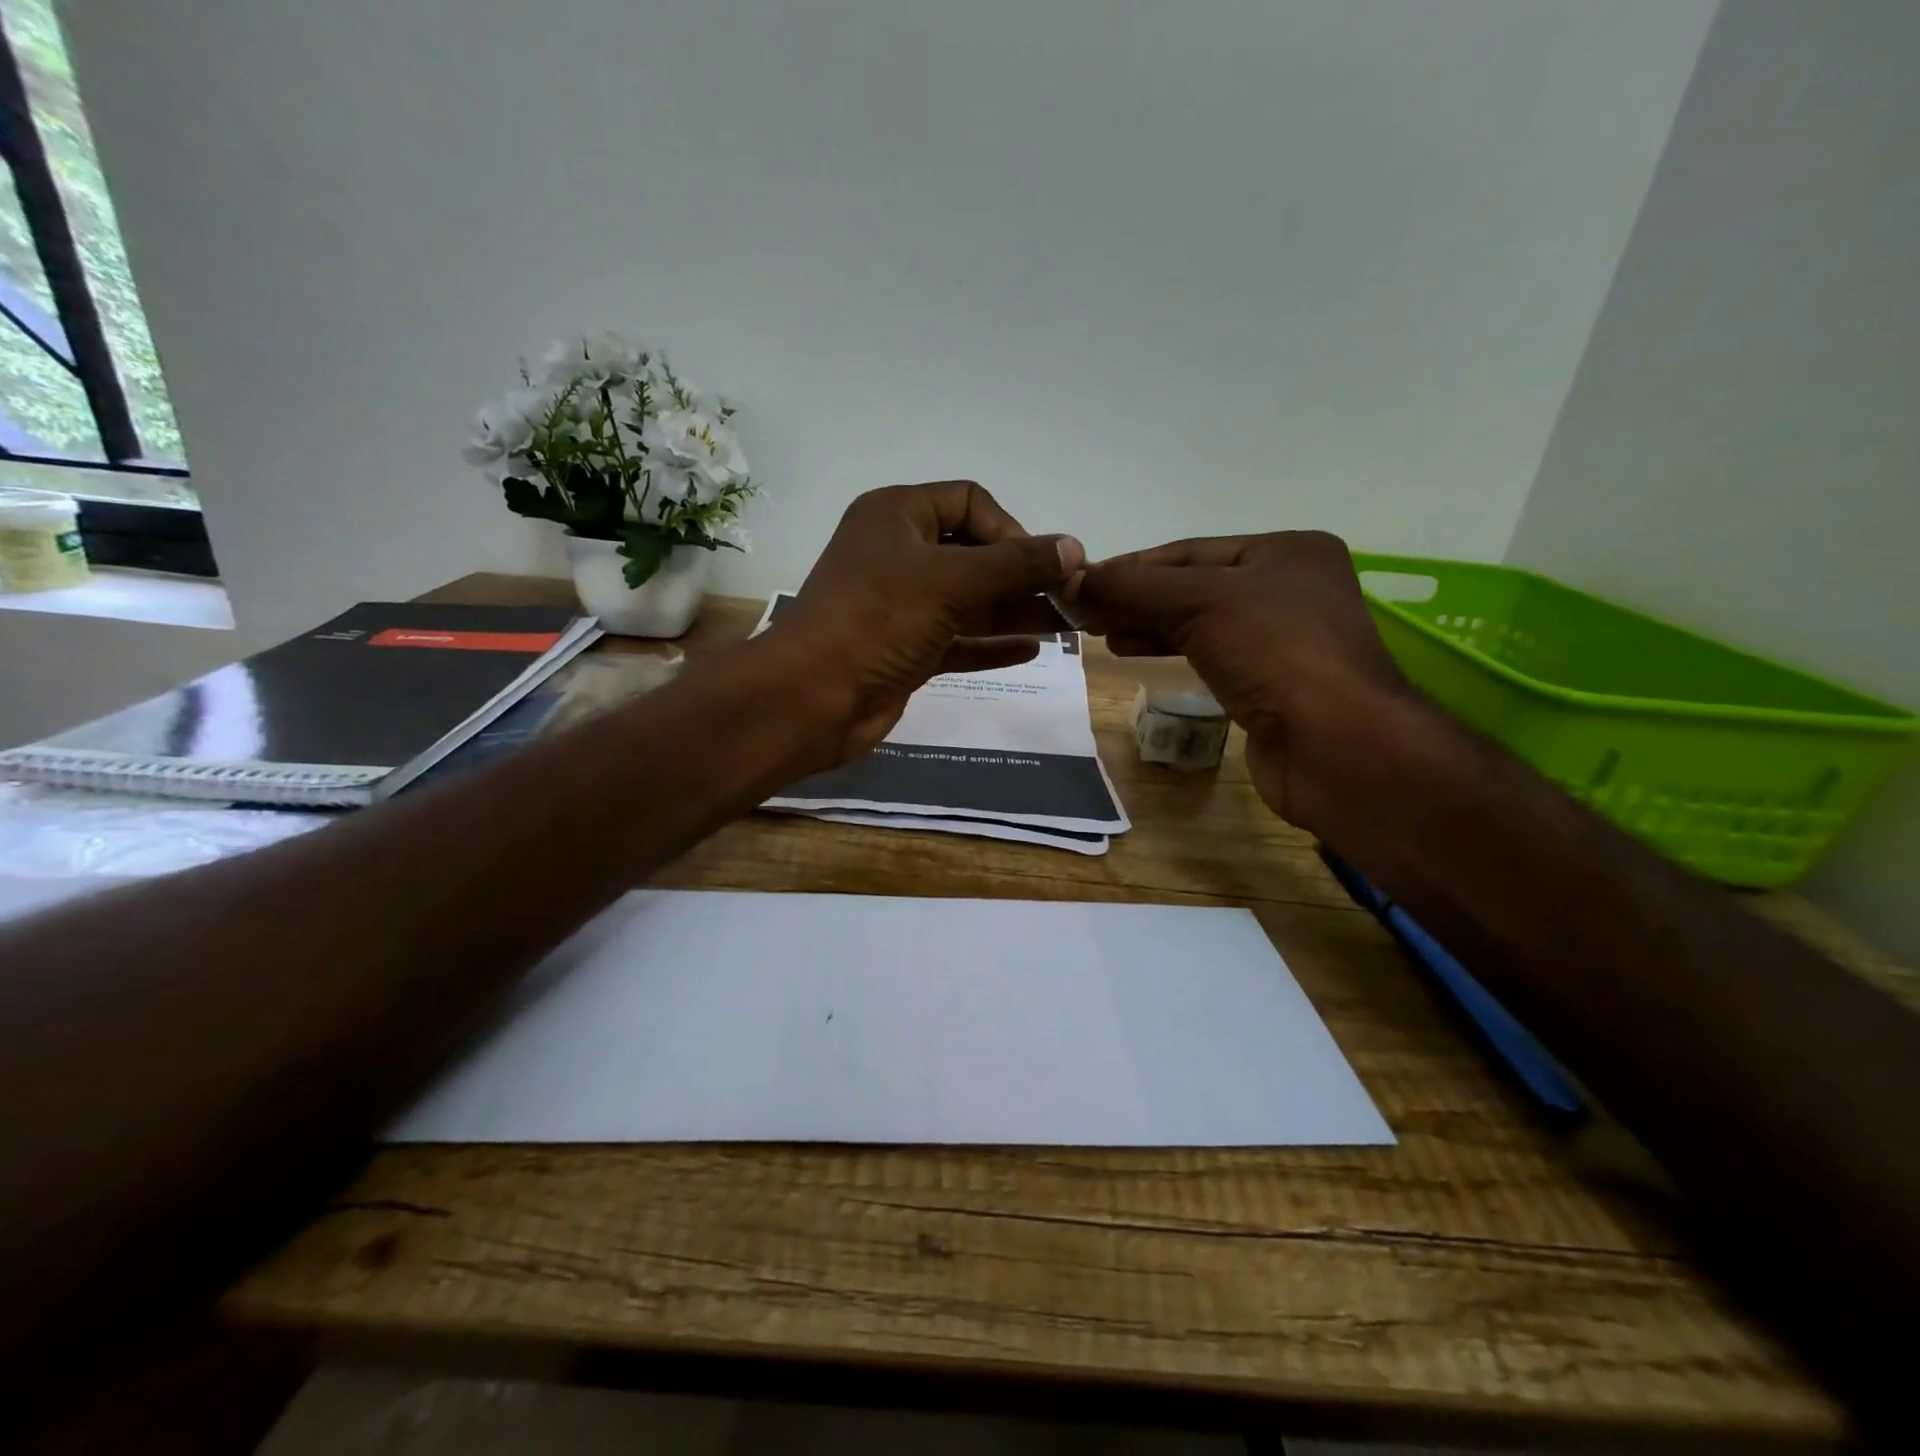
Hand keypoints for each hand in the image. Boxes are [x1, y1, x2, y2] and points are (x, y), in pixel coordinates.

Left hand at [774, 482, 1084, 762]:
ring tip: (1066, 623)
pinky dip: (989, 643)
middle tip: (1069, 596)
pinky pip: (956, 640)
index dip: (1010, 528)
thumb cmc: (879, 620)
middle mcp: (898, 554)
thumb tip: (1074, 548)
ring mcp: (900, 606)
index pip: (969, 502)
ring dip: (1014, 610)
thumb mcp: (952, 581)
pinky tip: (1031, 650)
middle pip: (973, 554)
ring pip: (968, 601)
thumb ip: (1017, 565)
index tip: (1040, 565)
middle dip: (1021, 574)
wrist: (813, 697)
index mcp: (897, 515)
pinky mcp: (904, 650)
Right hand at [1074, 532, 1412, 825]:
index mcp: (1287, 552)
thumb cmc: (1275, 653)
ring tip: (1102, 633)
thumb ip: (1134, 587)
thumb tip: (1071, 578)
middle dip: (1137, 598)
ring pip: (1200, 622)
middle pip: (1193, 586)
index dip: (1132, 567)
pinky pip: (1210, 655)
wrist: (1336, 746)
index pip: (1191, 551)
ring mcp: (1282, 640)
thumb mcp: (1201, 603)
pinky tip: (1135, 652)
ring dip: (1148, 625)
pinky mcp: (1270, 684)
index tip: (1082, 582)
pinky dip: (1170, 651)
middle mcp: (1289, 588)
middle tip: (1084, 612)